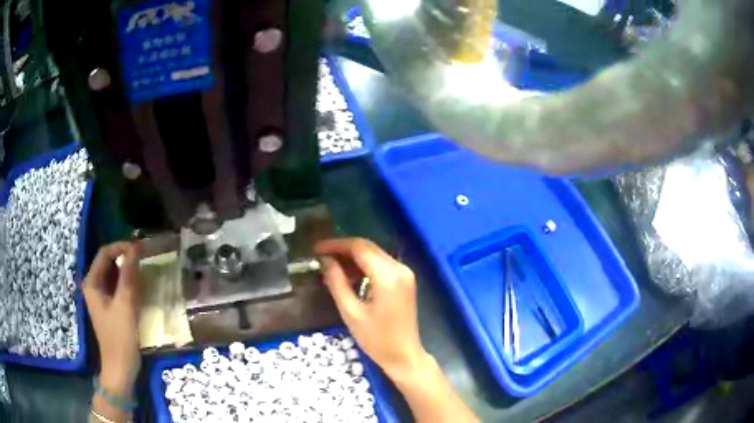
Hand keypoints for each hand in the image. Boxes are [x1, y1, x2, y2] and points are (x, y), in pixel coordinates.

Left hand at [83, 242, 142, 391]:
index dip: (121, 247)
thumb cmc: (120, 337)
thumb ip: (128, 275)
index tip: (140, 249)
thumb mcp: (124, 304)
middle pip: (109, 263)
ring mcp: (102, 298)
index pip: (105, 253)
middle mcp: (94, 286)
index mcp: (92, 282)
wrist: (121, 368)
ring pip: (115, 275)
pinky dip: (128, 285)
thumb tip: (136, 248)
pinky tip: (140, 289)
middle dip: (126, 259)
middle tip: (145, 260)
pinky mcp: (110, 307)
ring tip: (145, 272)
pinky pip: (118, 288)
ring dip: (128, 272)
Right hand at [315, 238, 428, 377]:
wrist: (404, 356)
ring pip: (374, 254)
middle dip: (343, 249)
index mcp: (388, 276)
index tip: (315, 248)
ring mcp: (405, 273)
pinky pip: (381, 264)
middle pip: (368, 247)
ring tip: (330, 267)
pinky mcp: (405, 280)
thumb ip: (337, 283)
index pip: (359, 248)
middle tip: (320, 256)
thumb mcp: (351, 312)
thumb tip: (325, 261)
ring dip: (353, 257)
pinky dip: (364, 266)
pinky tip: (349, 276)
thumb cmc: (376, 339)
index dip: (335, 245)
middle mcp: (400, 268)